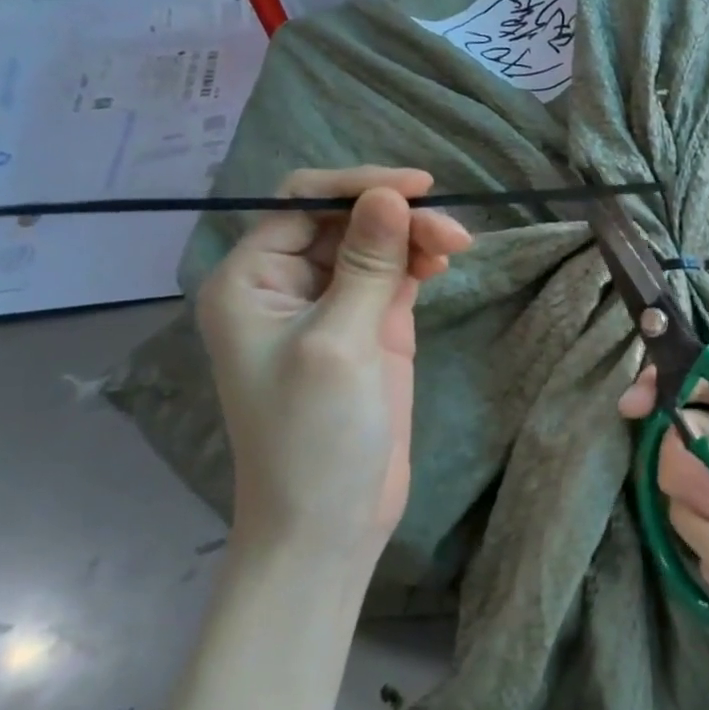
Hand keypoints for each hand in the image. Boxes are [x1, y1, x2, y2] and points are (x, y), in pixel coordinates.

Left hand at [197, 167, 471, 569]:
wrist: (329, 522)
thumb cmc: (315, 435)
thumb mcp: (339, 342)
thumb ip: (367, 265)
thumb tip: (391, 195)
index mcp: (251, 279)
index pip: (302, 202)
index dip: (359, 187)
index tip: (420, 188)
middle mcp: (286, 283)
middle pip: (344, 220)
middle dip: (397, 217)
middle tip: (453, 234)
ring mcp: (332, 306)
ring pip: (375, 244)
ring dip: (414, 237)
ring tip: (457, 247)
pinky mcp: (369, 328)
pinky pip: (393, 275)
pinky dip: (418, 262)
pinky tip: (442, 262)